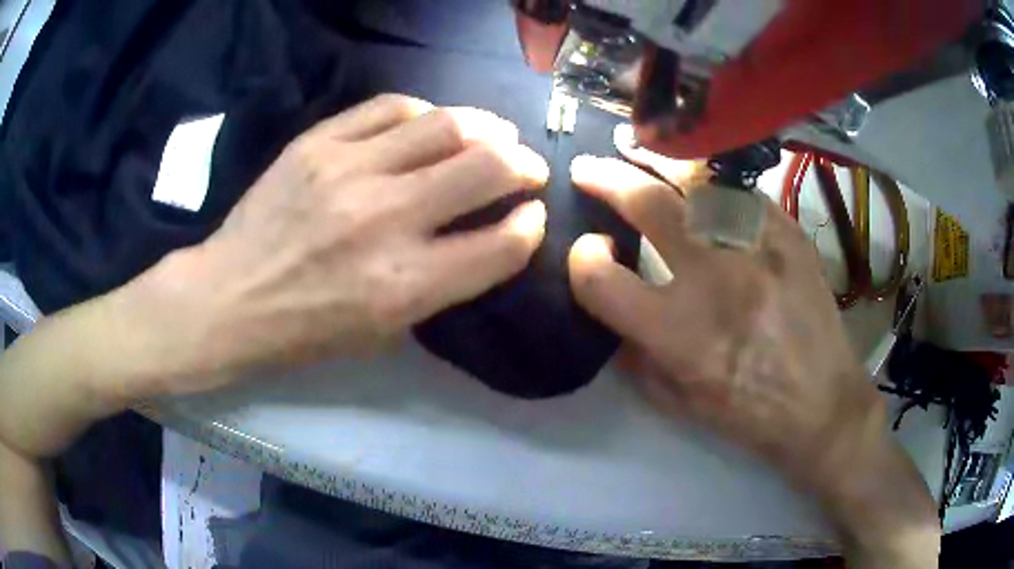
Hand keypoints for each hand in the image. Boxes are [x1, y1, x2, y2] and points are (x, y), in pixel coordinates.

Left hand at [136, 94, 548, 393]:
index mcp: (406, 286)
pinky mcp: (319, 142)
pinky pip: (391, 107)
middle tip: (528, 166)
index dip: (531, 226)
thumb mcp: (386, 330)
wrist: (231, 297)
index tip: (532, 215)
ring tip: (495, 133)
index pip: (502, 243)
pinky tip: (432, 123)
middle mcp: (387, 220)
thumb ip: (444, 283)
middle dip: (524, 165)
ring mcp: (350, 171)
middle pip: (487, 168)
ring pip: (447, 125)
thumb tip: (490, 233)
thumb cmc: (308, 330)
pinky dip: (425, 112)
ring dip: (487, 127)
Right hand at [566, 143, 937, 565]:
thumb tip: (611, 307)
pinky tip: (700, 179)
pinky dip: (712, 181)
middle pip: (647, 206)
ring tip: (637, 151)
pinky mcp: (790, 236)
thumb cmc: (749, 414)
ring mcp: (759, 250)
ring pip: (697, 182)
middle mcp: (716, 282)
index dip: (582, 261)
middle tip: (588, 169)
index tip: (591, 252)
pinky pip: (741, 192)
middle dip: (606, 179)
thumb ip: (635, 354)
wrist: (822, 404)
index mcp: (680, 335)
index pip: (602, 279)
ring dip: (657, 163)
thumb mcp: (678, 402)